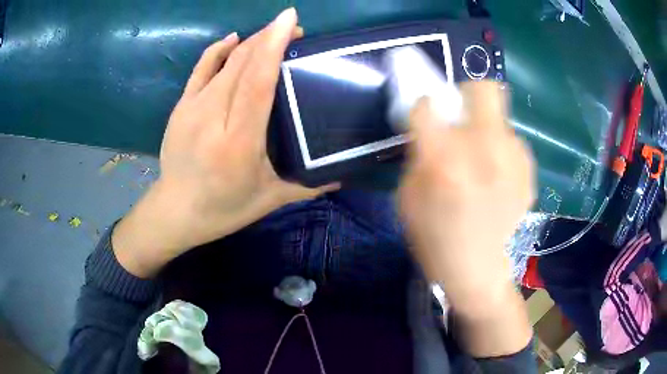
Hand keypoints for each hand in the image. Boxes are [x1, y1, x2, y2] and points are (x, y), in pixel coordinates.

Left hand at [112, 8, 336, 277]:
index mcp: (239, 143)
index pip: (257, 84)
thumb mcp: (270, 200)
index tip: (290, 21)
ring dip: (251, 42)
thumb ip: (308, 186)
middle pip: (242, 65)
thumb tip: (343, 173)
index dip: (273, 47)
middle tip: (294, 30)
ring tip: (272, 34)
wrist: (175, 210)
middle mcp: (213, 119)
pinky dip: (220, 48)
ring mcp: (192, 109)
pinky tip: (236, 39)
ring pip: (224, 61)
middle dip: (269, 38)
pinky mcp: (181, 105)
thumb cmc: (223, 208)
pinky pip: (202, 67)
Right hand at [399, 81, 534, 355]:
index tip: (425, 109)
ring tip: (480, 158)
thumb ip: (419, 152)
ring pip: (499, 116)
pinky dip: (499, 149)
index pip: (428, 104)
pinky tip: (495, 175)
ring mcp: (513, 159)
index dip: (424, 102)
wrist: (477, 271)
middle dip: (468, 92)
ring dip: (485, 128)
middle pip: (485, 88)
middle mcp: (484, 150)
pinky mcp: (528, 170)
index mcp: (444, 161)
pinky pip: (510, 141)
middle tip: (461, 113)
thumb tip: (431, 123)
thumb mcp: (408, 196)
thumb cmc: (434, 238)